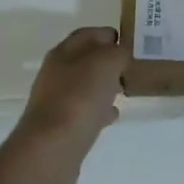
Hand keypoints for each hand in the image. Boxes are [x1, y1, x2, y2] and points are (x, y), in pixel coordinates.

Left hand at [15, 27, 124, 153]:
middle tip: (131, 67)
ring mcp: (56, 101)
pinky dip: (99, 110)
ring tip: (125, 90)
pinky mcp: (60, 128)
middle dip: (108, 62)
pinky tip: (112, 115)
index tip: (131, 42)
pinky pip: (84, 111)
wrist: (52, 149)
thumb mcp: (106, 63)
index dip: (109, 35)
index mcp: (63, 52)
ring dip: (104, 86)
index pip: (87, 34)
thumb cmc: (79, 98)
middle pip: (85, 60)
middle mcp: (56, 73)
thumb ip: (117, 53)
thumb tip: (120, 54)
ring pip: (85, 86)